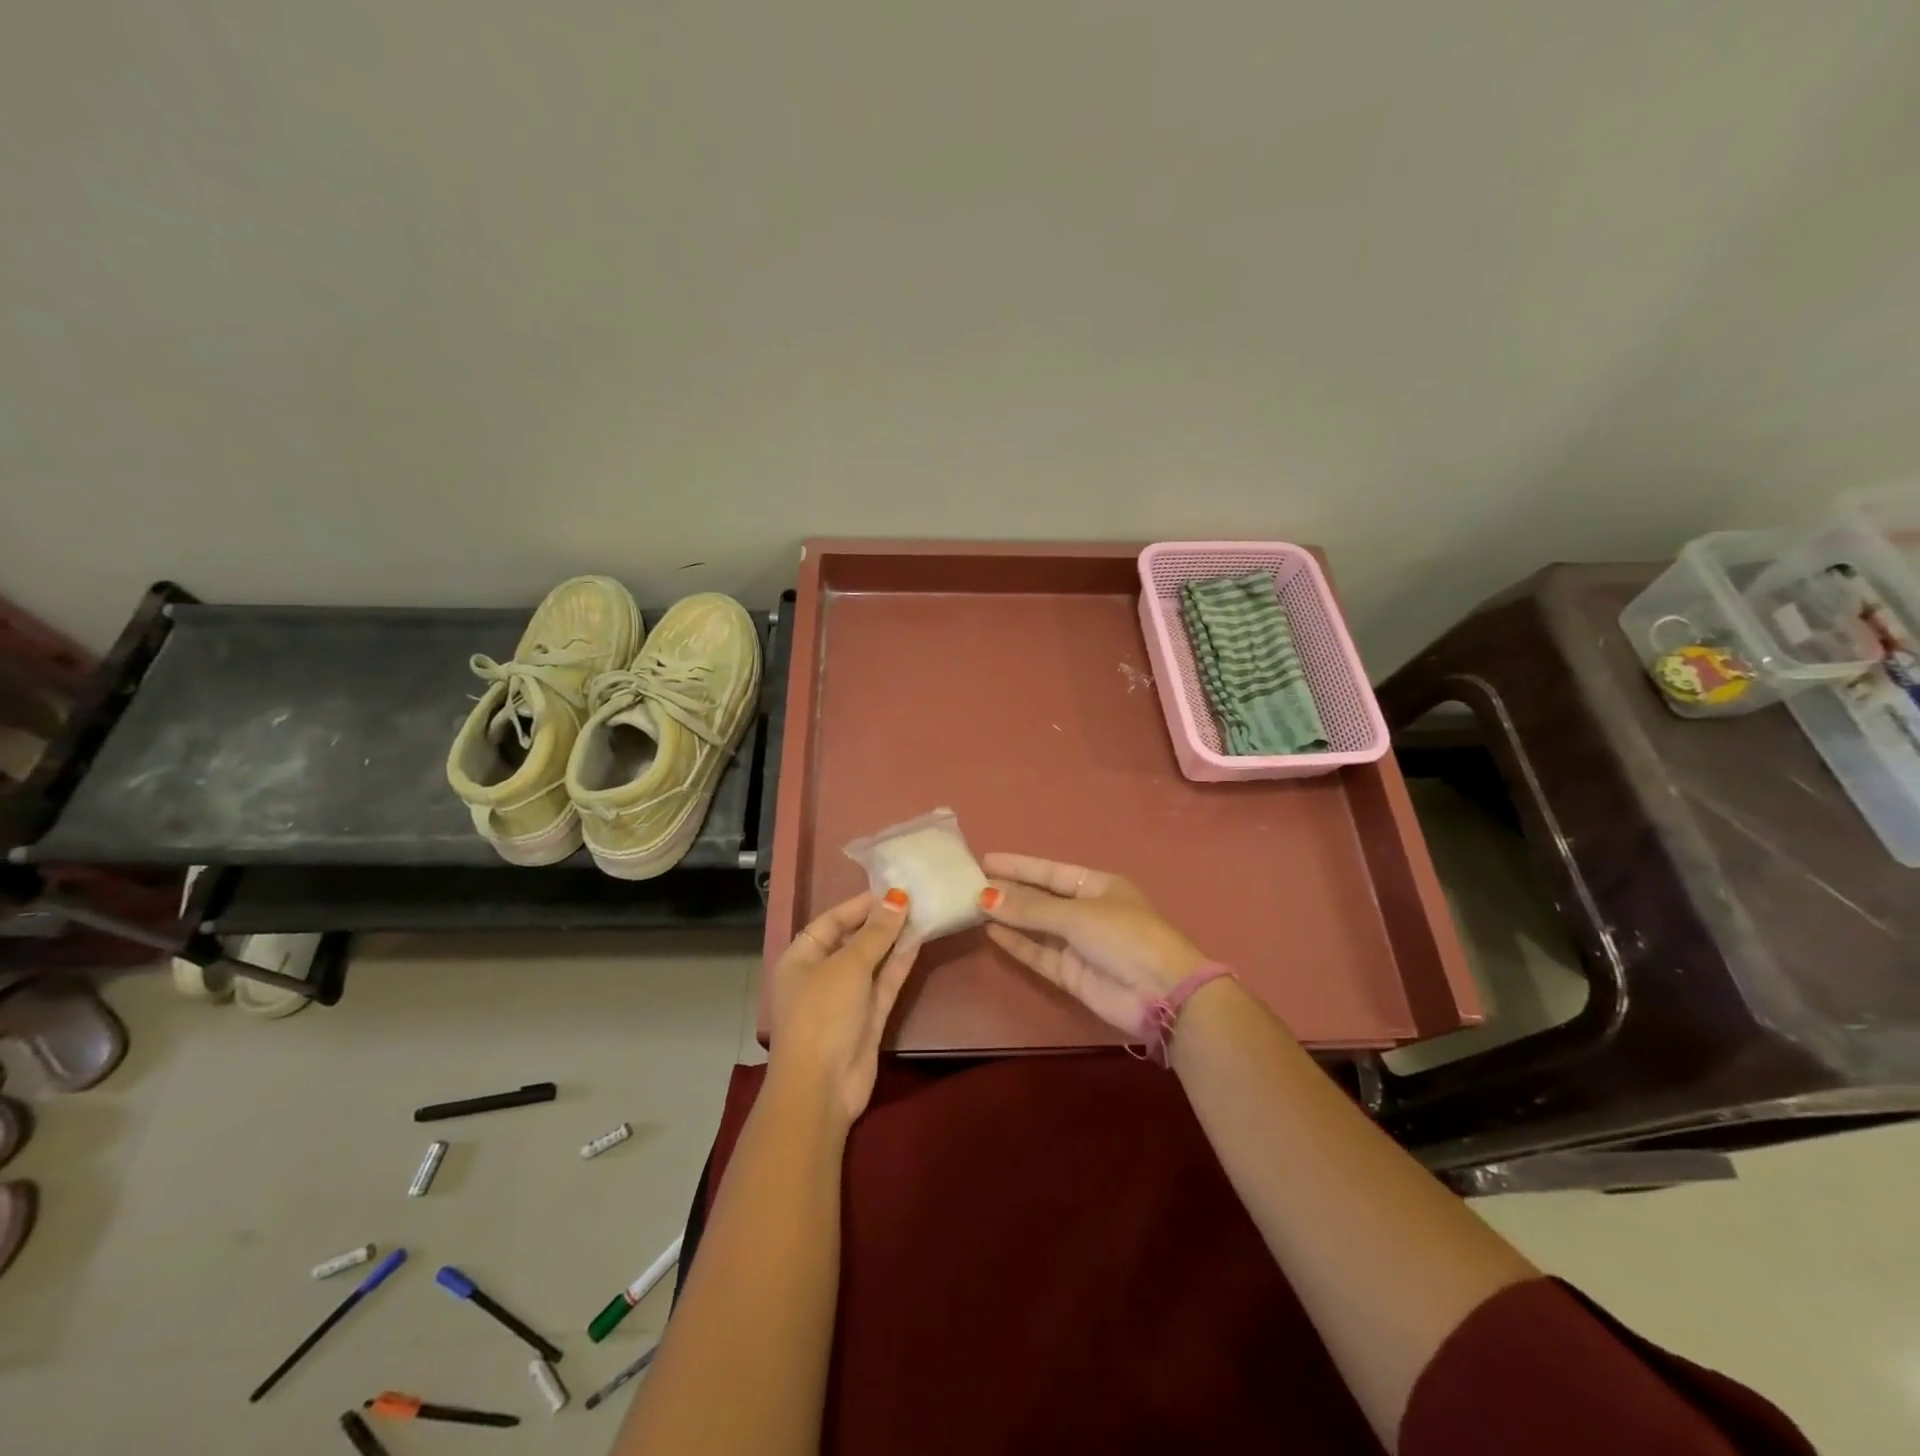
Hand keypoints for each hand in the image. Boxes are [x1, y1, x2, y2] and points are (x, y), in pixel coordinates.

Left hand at [766, 889, 918, 1126]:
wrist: (822, 1086)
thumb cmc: (823, 1014)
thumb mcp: (848, 966)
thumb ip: (876, 932)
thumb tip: (898, 897)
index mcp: (801, 958)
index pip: (831, 922)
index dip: (859, 905)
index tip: (891, 887)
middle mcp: (821, 974)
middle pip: (853, 939)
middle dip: (880, 921)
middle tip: (913, 896)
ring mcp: (846, 998)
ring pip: (873, 961)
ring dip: (895, 939)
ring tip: (923, 911)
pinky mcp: (868, 1017)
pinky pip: (885, 982)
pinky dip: (900, 963)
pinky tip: (920, 940)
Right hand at [978, 854, 1208, 1034]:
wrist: (1160, 993)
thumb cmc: (1124, 936)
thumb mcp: (1077, 915)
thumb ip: (1030, 909)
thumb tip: (987, 897)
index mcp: (1098, 886)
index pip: (1051, 872)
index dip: (1019, 866)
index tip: (986, 860)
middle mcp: (1088, 912)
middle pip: (1042, 898)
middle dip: (1010, 891)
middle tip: (970, 883)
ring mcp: (1079, 944)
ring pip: (1037, 926)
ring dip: (1009, 917)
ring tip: (973, 905)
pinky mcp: (1071, 973)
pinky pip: (1038, 953)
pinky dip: (1016, 943)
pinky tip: (991, 931)